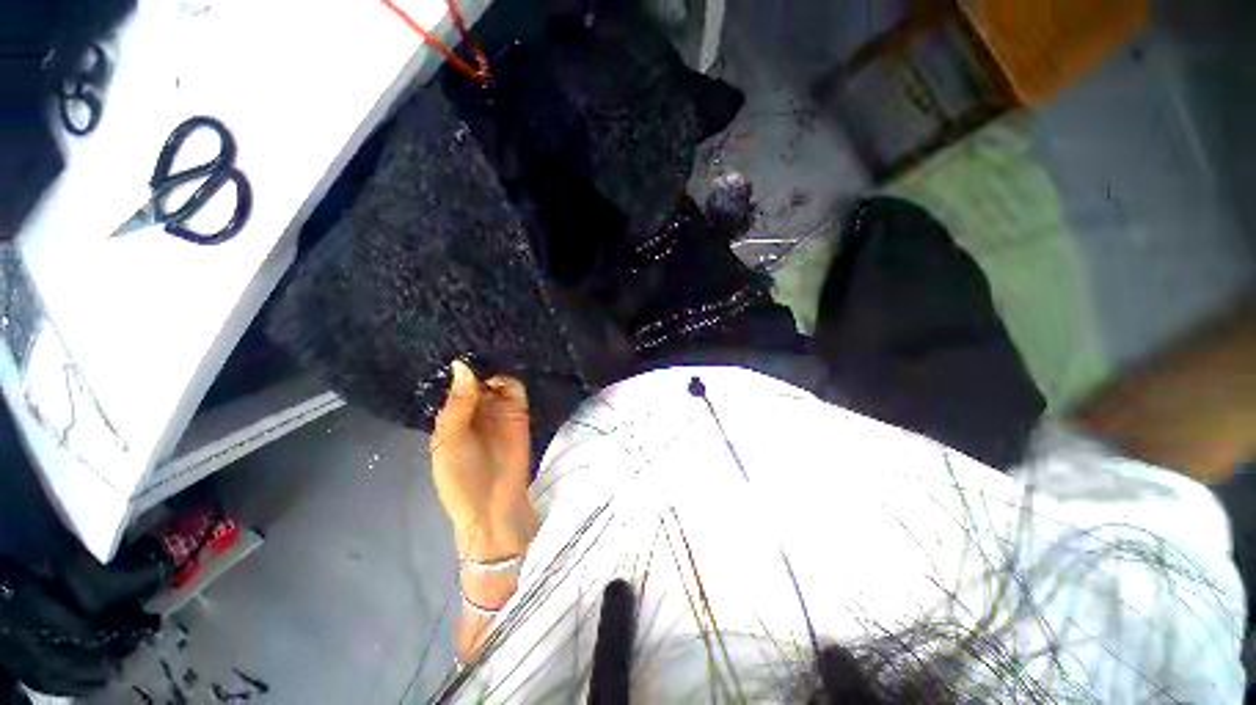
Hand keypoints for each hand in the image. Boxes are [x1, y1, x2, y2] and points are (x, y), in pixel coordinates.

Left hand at [430, 361, 537, 559]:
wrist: (493, 503)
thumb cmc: (460, 476)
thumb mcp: (449, 440)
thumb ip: (458, 403)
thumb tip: (461, 365)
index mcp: (452, 415)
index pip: (454, 384)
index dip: (456, 368)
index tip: (456, 342)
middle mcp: (475, 408)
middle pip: (476, 377)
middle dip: (476, 362)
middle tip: (476, 339)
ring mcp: (498, 408)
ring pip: (496, 379)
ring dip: (492, 367)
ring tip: (490, 350)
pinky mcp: (519, 411)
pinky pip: (515, 389)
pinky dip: (510, 378)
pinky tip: (503, 371)